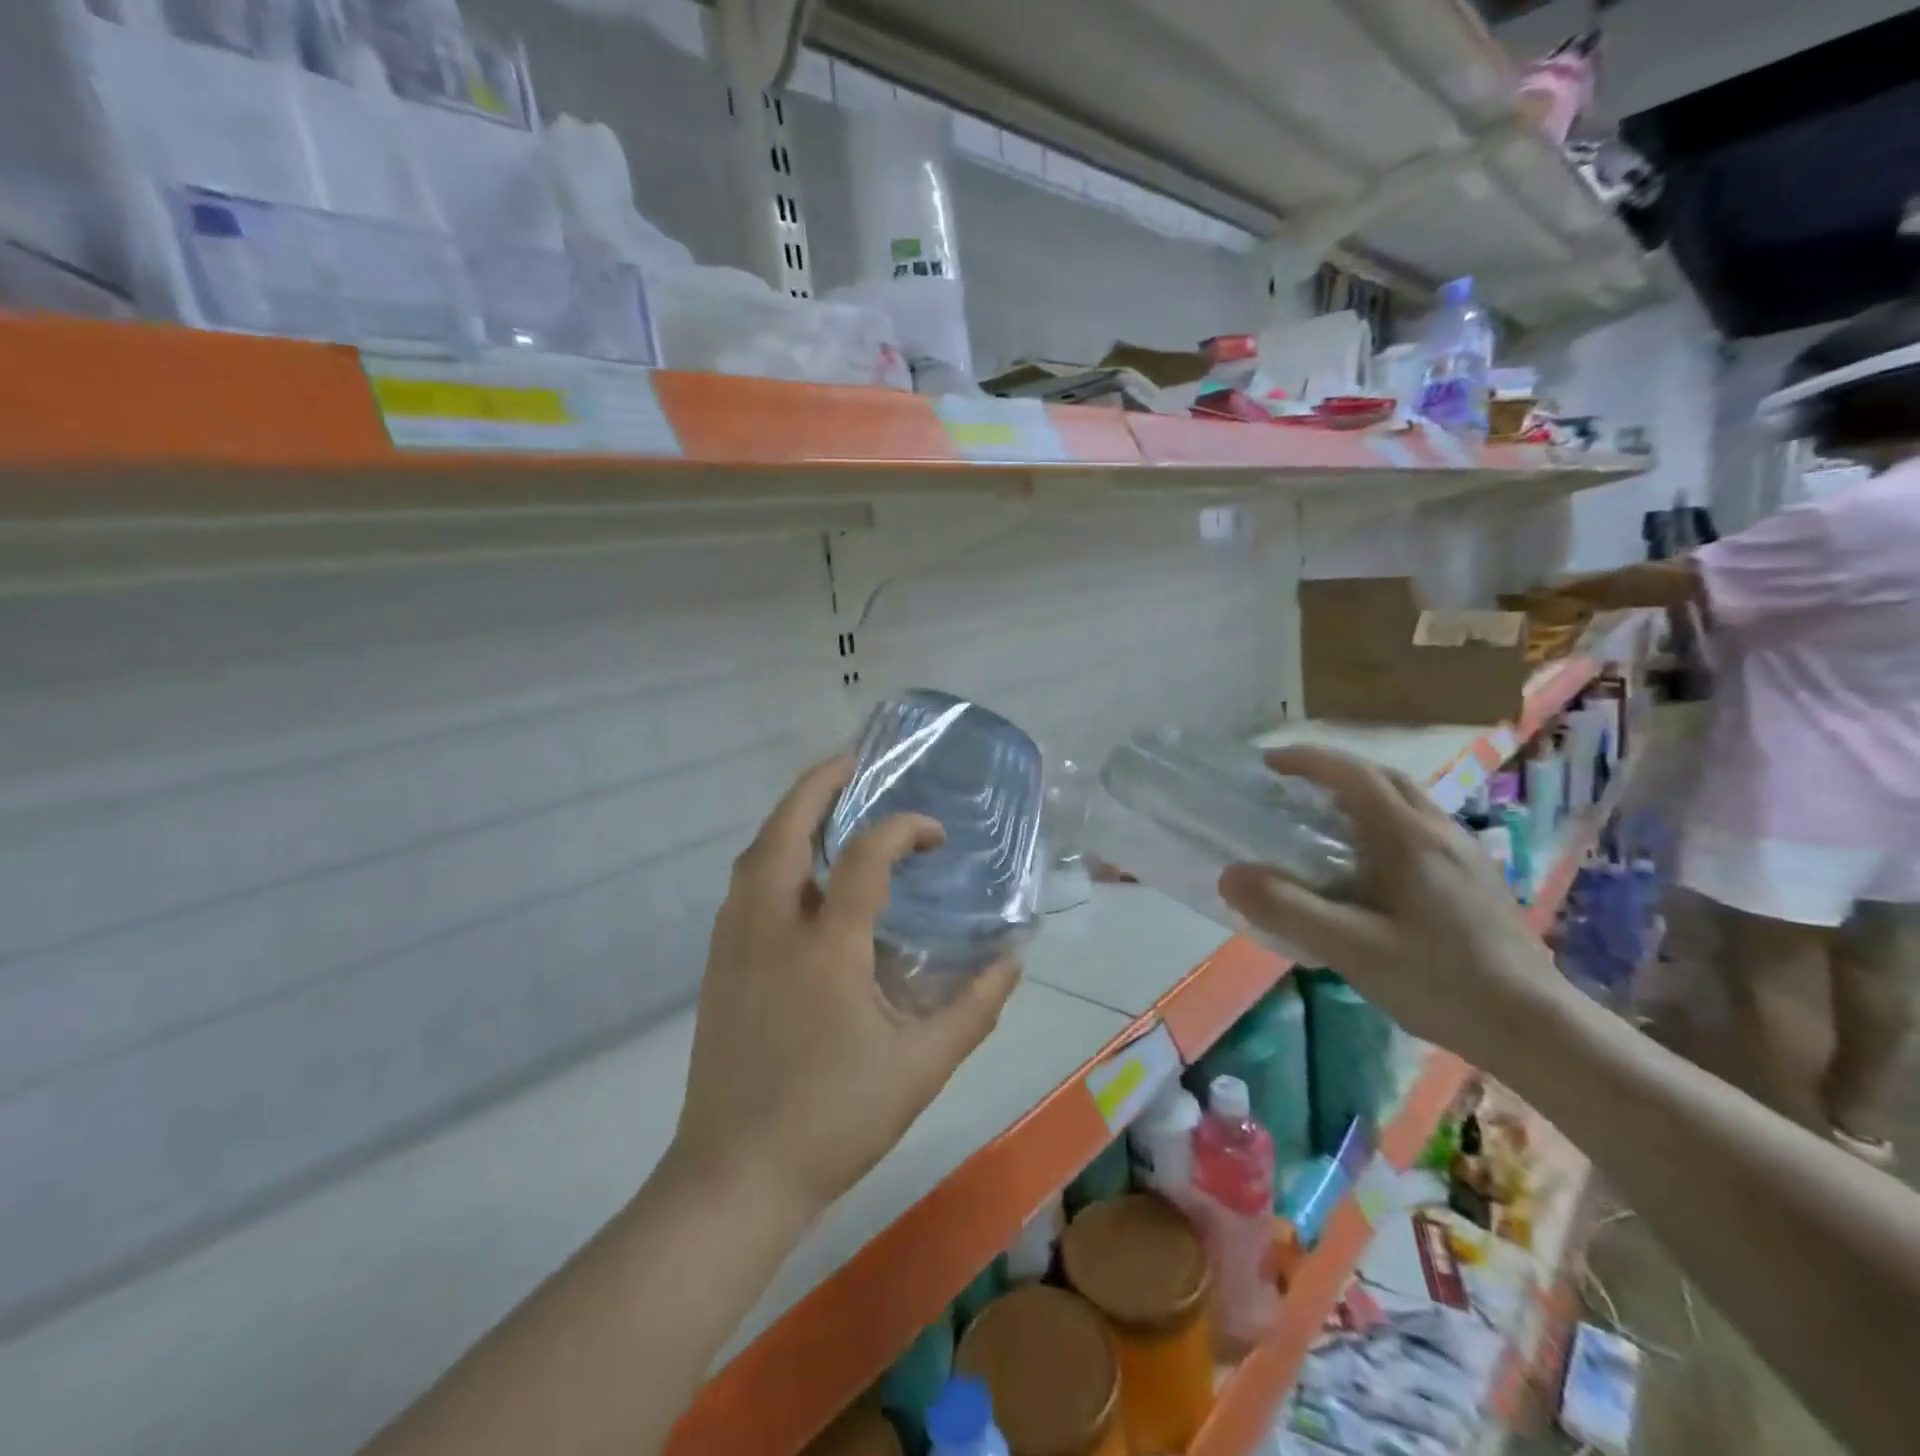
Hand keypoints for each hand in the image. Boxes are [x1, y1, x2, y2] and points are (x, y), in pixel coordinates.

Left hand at [671, 753, 1020, 1220]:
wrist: (734, 1176)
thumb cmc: (833, 1121)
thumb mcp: (920, 1068)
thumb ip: (974, 1008)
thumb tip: (1013, 959)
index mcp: (825, 947)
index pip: (863, 856)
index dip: (902, 828)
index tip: (934, 833)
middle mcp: (771, 928)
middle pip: (785, 828)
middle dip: (820, 783)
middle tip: (854, 759)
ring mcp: (734, 944)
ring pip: (754, 853)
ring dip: (790, 814)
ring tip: (826, 800)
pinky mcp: (716, 964)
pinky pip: (742, 884)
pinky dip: (770, 853)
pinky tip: (794, 868)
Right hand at [1217, 747, 1565, 1069]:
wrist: (1536, 1028)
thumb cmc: (1440, 982)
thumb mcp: (1351, 949)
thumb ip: (1287, 909)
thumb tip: (1230, 875)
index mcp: (1409, 836)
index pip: (1352, 774)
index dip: (1307, 760)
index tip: (1266, 763)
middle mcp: (1440, 831)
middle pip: (1383, 778)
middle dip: (1333, 770)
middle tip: (1290, 786)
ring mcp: (1465, 854)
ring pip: (1406, 802)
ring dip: (1360, 795)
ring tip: (1322, 819)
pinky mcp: (1475, 879)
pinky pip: (1419, 828)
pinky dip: (1382, 822)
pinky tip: (1368, 864)